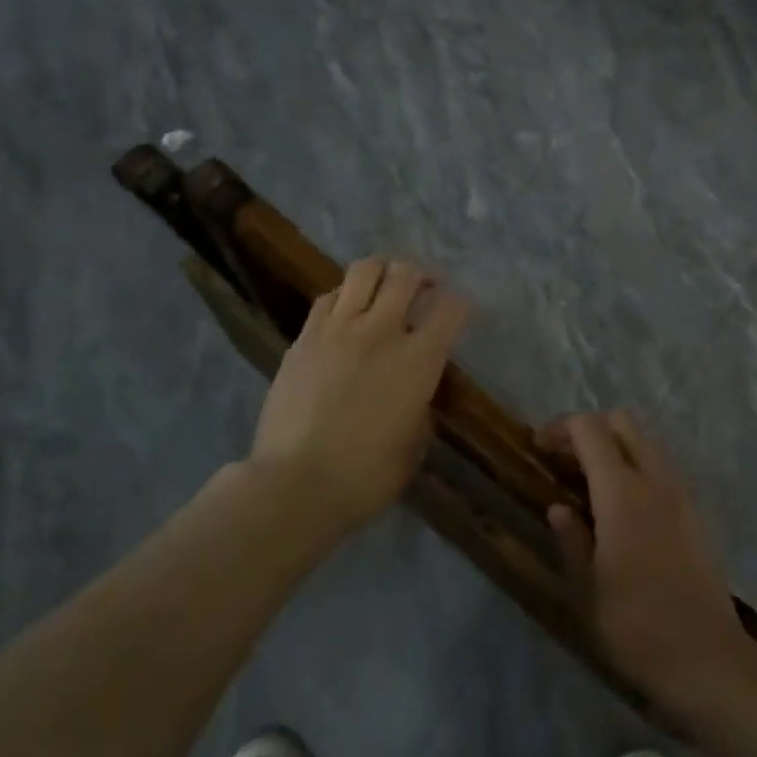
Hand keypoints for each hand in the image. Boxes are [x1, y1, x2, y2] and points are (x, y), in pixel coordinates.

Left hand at [248, 258, 468, 533]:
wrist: (296, 484)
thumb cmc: (367, 476)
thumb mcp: (415, 443)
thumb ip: (421, 404)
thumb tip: (416, 390)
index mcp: (419, 360)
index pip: (451, 308)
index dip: (460, 304)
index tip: (457, 313)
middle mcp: (382, 332)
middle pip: (406, 274)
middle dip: (421, 274)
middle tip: (423, 287)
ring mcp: (338, 329)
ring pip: (364, 271)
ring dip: (382, 272)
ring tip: (384, 285)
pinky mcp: (304, 338)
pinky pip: (328, 297)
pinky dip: (344, 296)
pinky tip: (346, 313)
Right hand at [542, 411, 756, 715]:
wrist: (707, 657)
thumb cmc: (635, 627)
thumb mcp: (586, 589)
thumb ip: (571, 540)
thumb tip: (559, 508)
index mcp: (621, 492)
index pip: (590, 430)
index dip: (561, 428)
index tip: (538, 446)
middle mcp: (654, 480)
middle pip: (622, 423)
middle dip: (590, 429)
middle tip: (565, 460)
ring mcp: (680, 494)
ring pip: (646, 442)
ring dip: (617, 447)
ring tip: (591, 482)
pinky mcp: (696, 512)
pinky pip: (662, 467)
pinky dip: (638, 466)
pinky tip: (624, 506)